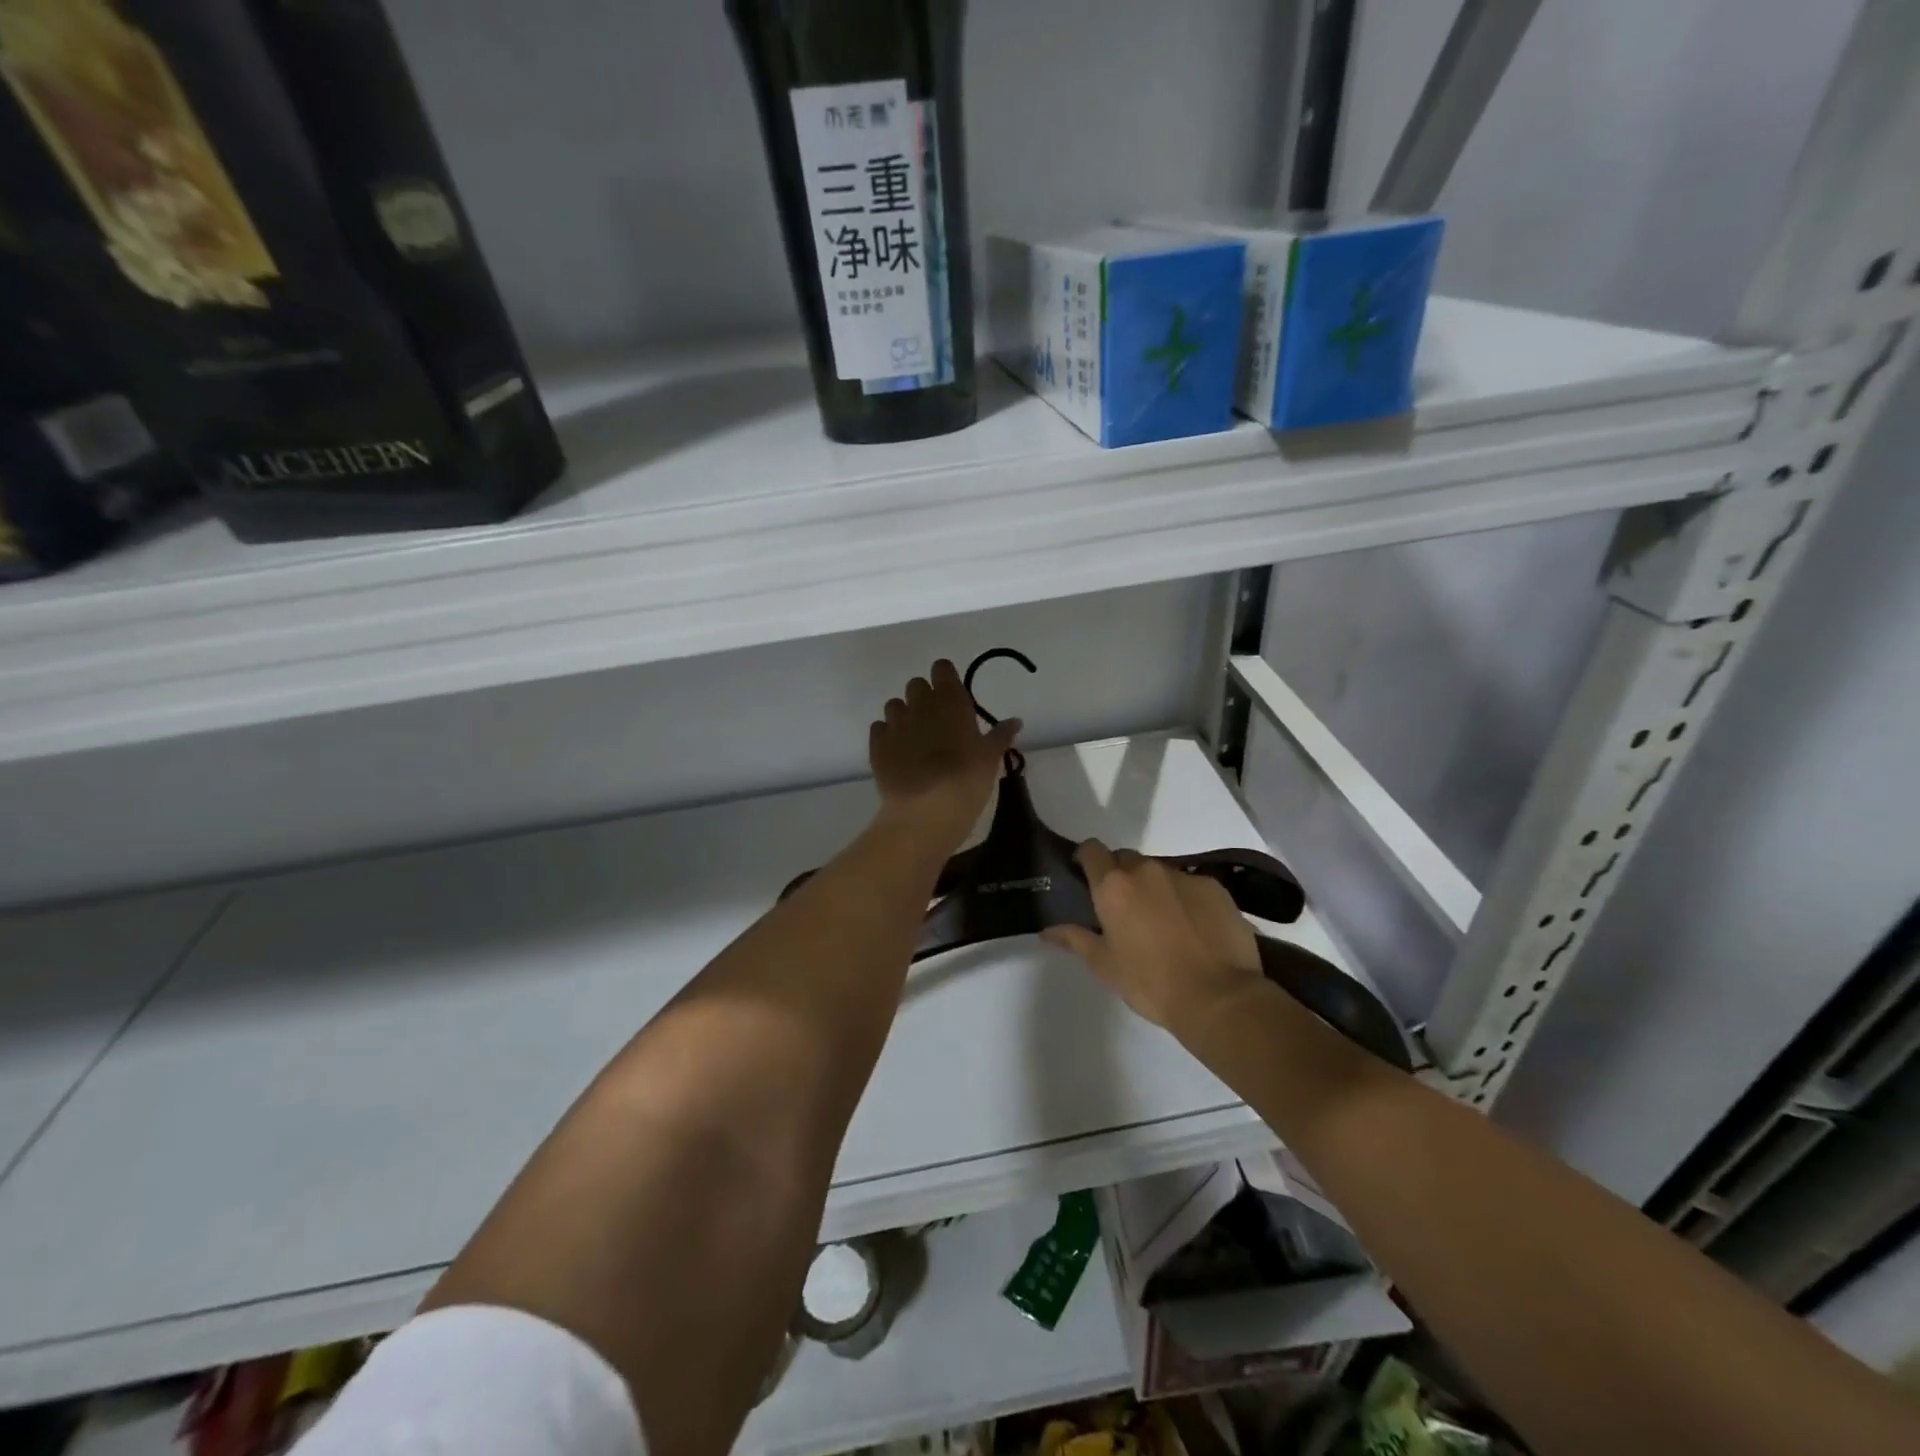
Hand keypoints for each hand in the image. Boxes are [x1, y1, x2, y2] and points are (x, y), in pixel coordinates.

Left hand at [870, 660, 1021, 850]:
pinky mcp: (876, 745)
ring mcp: (894, 724)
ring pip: (894, 705)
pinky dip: (887, 735)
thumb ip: (1000, 735)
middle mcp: (919, 704)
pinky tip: (898, 753)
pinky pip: (879, 729)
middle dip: (924, 697)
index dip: (946, 679)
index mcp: (950, 701)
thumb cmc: (966, 780)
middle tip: (937, 722)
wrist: (925, 811)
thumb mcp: (991, 759)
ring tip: (915, 739)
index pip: (942, 669)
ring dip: (904, 715)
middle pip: (916, 685)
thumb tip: (1015, 721)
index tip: (953, 696)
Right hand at [1042, 841, 1266, 1036]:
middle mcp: (1146, 870)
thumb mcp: (1104, 966)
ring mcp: (1184, 876)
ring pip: (1160, 871)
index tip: (1086, 877)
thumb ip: (1075, 939)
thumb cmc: (1151, 983)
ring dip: (1154, 887)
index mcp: (1114, 885)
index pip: (1092, 850)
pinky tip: (1193, 928)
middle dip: (1121, 875)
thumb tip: (1047, 930)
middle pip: (1126, 858)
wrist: (1219, 997)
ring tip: (1162, 921)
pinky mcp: (1215, 887)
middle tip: (1124, 908)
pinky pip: (1191, 884)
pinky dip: (1185, 898)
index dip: (1086, 859)